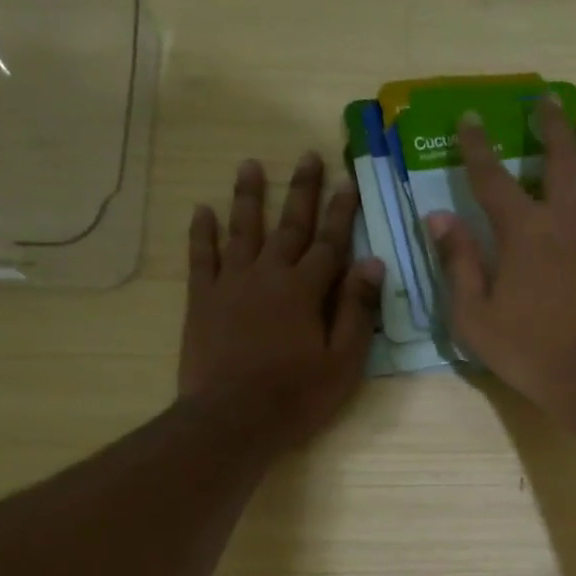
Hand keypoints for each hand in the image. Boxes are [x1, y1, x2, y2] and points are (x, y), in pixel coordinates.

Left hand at [177, 153, 382, 446]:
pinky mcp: (202, 300)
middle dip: (302, 190)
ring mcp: (231, 284)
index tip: (348, 181)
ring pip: (242, 230)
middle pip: (289, 225)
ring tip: (250, 164)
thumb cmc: (296, 396)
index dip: (342, 212)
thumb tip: (374, 263)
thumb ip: (357, 310)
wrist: (232, 419)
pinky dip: (202, 232)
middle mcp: (268, 275)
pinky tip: (202, 210)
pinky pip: (201, 257)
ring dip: (248, 196)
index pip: (330, 242)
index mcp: (306, 290)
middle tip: (308, 155)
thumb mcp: (343, 361)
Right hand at [424, 101, 575, 417]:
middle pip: (560, 158)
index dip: (478, 146)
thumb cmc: (529, 350)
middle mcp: (567, 217)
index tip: (471, 118)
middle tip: (545, 100)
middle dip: (550, 125)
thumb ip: (457, 263)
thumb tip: (438, 217)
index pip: (492, 177)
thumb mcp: (474, 316)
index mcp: (523, 230)